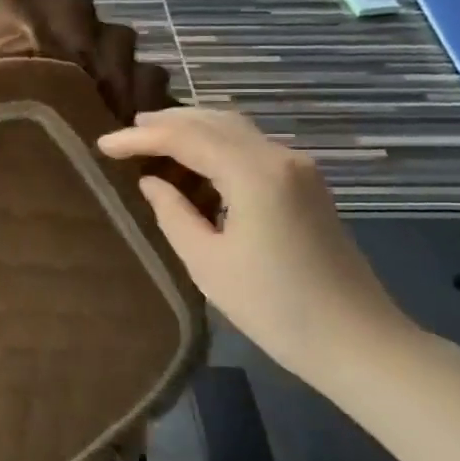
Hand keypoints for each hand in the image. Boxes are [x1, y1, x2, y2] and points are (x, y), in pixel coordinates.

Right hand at [98, 109, 416, 380]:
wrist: (357, 340)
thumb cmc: (274, 307)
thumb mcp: (208, 263)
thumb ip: (173, 213)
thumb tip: (151, 182)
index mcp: (255, 174)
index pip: (186, 138)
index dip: (140, 138)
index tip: (103, 145)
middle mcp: (280, 158)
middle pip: (214, 120)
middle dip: (166, 122)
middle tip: (126, 132)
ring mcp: (298, 168)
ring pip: (234, 129)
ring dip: (192, 128)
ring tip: (152, 138)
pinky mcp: (306, 184)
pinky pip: (250, 147)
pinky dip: (216, 144)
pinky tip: (194, 160)